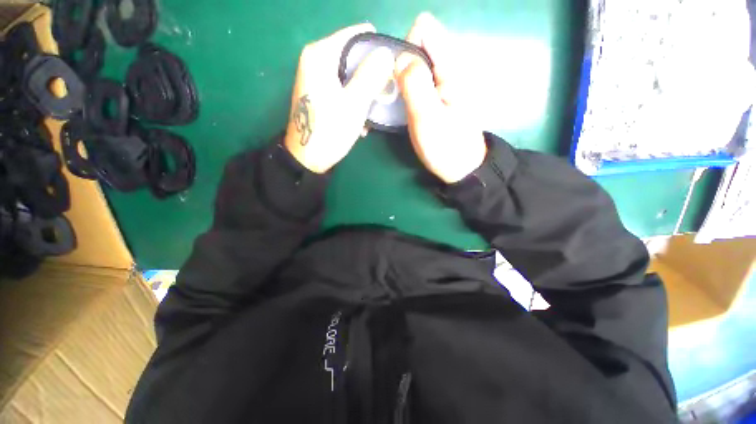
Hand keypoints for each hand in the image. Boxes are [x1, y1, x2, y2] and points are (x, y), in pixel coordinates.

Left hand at [284, 23, 394, 173]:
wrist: (307, 159)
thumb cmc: (330, 132)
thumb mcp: (354, 104)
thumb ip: (371, 76)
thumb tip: (386, 53)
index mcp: (320, 55)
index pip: (357, 35)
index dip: (377, 51)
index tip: (389, 73)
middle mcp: (315, 59)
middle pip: (354, 56)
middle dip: (371, 76)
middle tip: (381, 97)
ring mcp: (316, 77)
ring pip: (351, 74)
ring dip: (364, 93)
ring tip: (370, 114)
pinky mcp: (319, 92)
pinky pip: (343, 88)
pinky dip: (354, 101)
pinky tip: (358, 120)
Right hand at [396, 13, 486, 183]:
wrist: (462, 167)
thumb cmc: (446, 147)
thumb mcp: (427, 117)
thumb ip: (414, 83)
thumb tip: (399, 57)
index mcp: (451, 66)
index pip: (424, 28)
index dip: (406, 47)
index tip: (401, 78)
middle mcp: (450, 67)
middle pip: (418, 46)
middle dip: (401, 66)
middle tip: (399, 97)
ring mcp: (444, 81)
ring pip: (416, 64)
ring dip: (403, 80)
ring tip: (401, 106)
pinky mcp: (439, 95)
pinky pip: (419, 80)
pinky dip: (408, 90)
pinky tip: (407, 108)